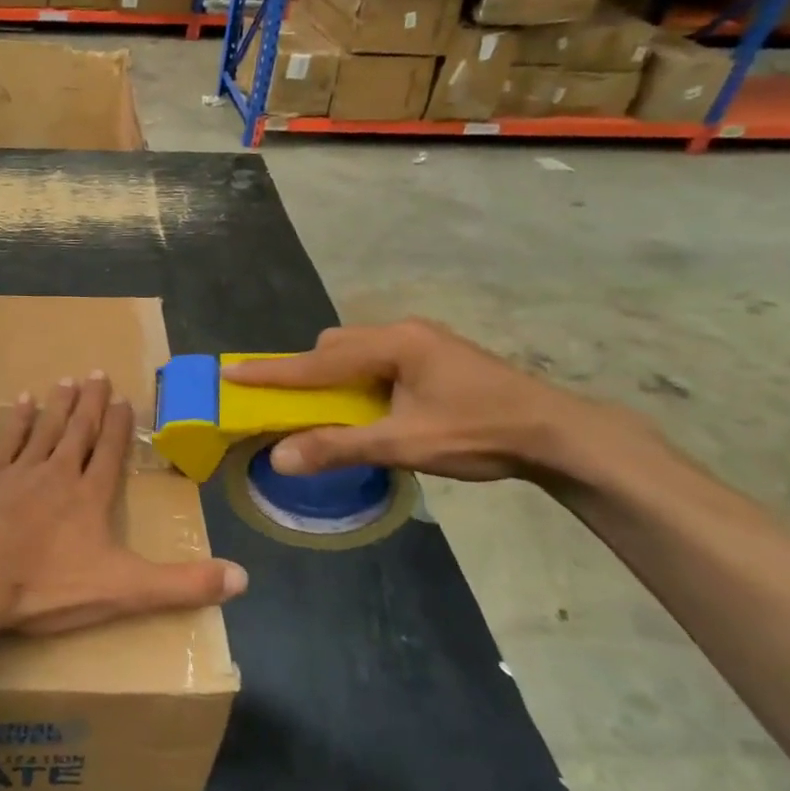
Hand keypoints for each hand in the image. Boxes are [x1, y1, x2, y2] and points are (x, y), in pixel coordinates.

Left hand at [0, 372, 248, 635]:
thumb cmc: (47, 586)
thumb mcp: (123, 590)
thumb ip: (181, 584)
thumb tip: (243, 577)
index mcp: (90, 496)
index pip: (110, 452)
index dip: (118, 425)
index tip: (123, 398)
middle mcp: (57, 473)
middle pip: (78, 430)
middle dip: (90, 402)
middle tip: (97, 373)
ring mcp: (19, 472)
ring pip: (45, 429)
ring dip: (58, 404)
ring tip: (66, 379)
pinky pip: (6, 441)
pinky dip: (17, 420)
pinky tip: (22, 401)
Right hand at [221, 320, 634, 481]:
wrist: (558, 433)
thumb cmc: (479, 434)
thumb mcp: (405, 445)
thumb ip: (339, 447)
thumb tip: (280, 458)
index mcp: (393, 345)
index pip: (317, 359)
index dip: (272, 371)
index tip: (231, 371)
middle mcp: (403, 332)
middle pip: (335, 345)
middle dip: (308, 371)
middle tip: (293, 404)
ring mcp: (423, 340)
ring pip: (358, 349)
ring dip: (336, 375)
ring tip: (334, 410)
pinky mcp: (436, 355)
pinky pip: (379, 358)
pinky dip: (360, 378)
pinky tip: (373, 405)